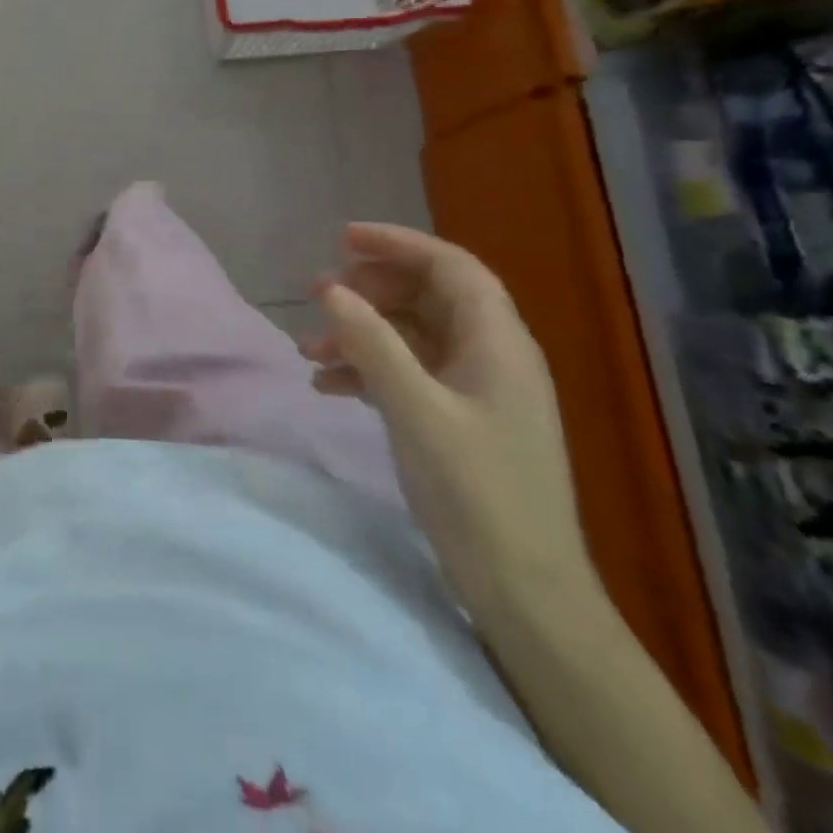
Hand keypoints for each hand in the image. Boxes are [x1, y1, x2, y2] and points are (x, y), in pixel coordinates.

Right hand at [306, 223, 601, 641]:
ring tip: (308, 348)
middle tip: (316, 295)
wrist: (525, 592)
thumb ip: (371, 343)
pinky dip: (367, 369)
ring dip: (360, 333)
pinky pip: (408, 372)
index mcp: (498, 343)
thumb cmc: (476, 493)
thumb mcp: (416, 411)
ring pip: (411, 335)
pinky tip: (329, 386)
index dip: (397, 243)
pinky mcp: (460, 419)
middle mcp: (491, 355)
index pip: (450, 266)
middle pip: (427, 296)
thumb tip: (330, 289)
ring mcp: (476, 389)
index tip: (341, 240)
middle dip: (369, 290)